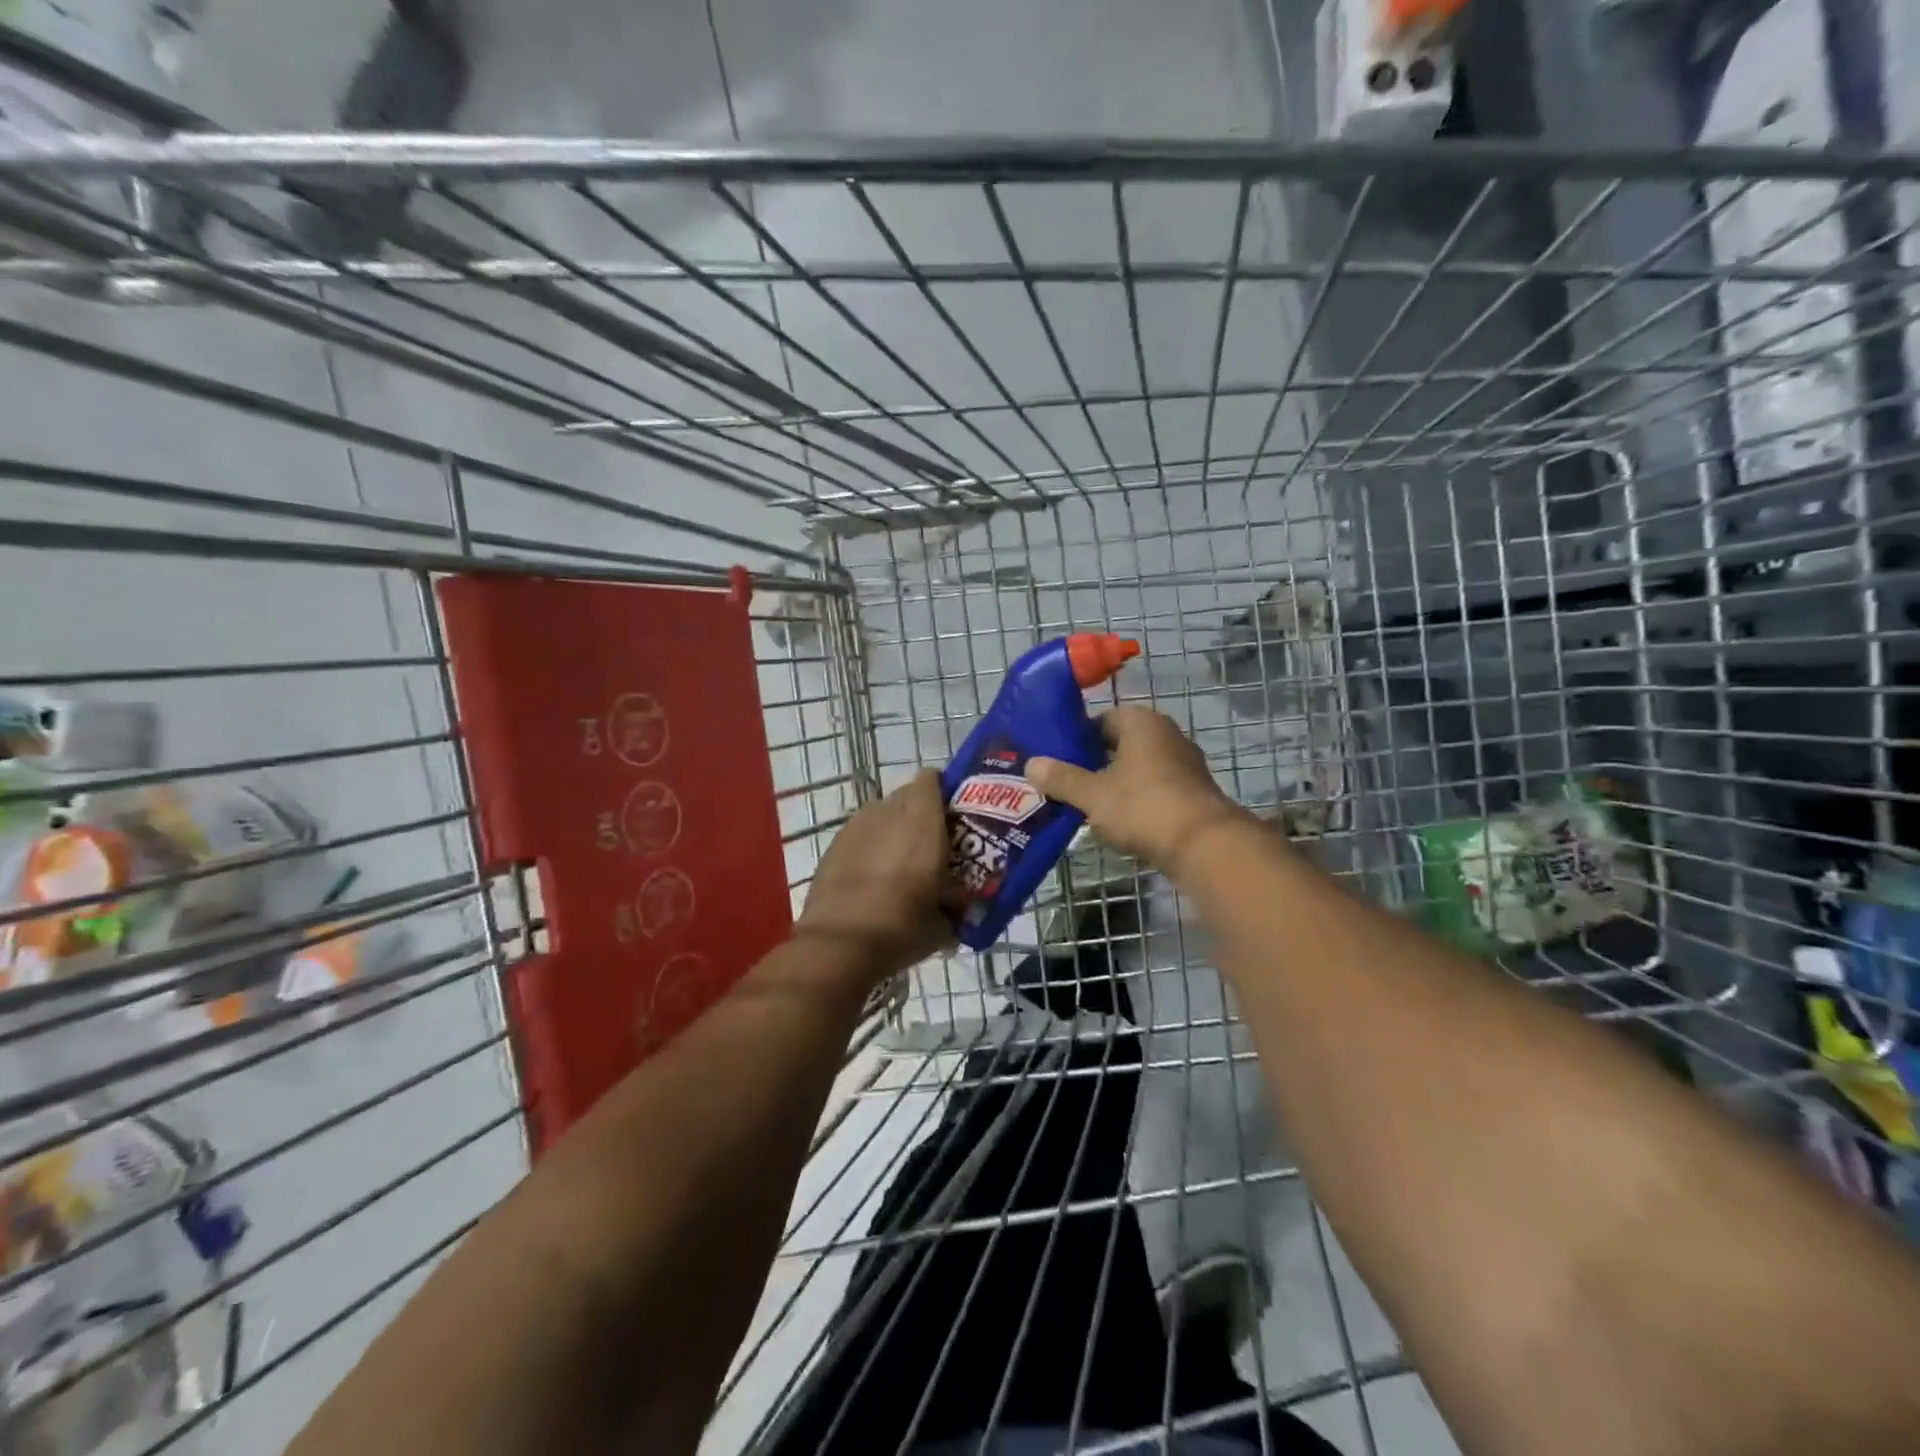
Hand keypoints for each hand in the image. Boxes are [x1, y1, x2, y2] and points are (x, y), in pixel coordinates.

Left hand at [796, 769, 960, 982]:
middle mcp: (888, 811)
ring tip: (901, 864)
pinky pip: (860, 835)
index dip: (943, 792)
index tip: (954, 817)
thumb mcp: (944, 923)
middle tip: (932, 845)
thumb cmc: (902, 926)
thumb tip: (959, 905)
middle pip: (907, 796)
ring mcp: (856, 826)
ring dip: (894, 830)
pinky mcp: (833, 845)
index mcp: (922, 819)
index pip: (932, 779)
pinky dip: (870, 847)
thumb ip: (956, 904)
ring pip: (882, 815)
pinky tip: (872, 878)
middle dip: (921, 814)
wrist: (839, 945)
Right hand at [1026, 706, 1249, 874]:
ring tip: (1088, 805)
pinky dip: (1137, 798)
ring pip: (1138, 767)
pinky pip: (1155, 786)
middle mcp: (1166, 733)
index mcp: (1140, 721)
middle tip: (1066, 784)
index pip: (1100, 720)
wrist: (1204, 846)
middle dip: (1094, 762)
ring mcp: (1185, 762)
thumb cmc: (1142, 807)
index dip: (1076, 739)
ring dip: (1116, 782)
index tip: (1056, 761)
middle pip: (1119, 743)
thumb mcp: (1092, 795)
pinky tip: (1120, 820)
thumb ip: (1061, 778)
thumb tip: (1031, 764)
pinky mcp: (1194, 791)